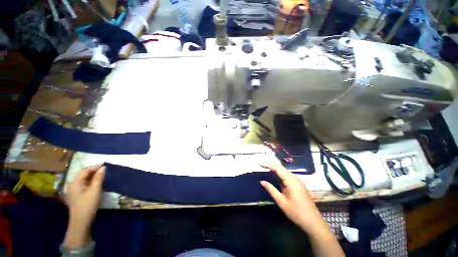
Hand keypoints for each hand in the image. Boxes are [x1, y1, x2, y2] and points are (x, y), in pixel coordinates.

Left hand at [64, 165, 104, 247]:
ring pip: (84, 179)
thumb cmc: (88, 204)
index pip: (85, 170)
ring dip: (93, 176)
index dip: (95, 167)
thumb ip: (98, 178)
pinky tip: (97, 183)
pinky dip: (91, 182)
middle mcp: (72, 185)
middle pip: (83, 174)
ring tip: (103, 175)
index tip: (106, 166)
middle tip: (105, 170)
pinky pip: (84, 184)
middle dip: (94, 171)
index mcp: (75, 182)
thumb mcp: (95, 190)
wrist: (81, 221)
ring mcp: (74, 190)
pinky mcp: (77, 195)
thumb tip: (103, 168)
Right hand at [260, 163, 324, 232]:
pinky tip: (275, 176)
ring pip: (285, 171)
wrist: (313, 222)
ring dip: (275, 169)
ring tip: (266, 168)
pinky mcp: (299, 185)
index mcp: (291, 181)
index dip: (268, 164)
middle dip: (271, 165)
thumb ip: (271, 190)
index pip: (278, 168)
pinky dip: (280, 174)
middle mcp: (295, 178)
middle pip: (281, 168)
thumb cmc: (296, 213)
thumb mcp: (281, 202)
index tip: (260, 164)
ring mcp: (298, 181)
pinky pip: (288, 176)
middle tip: (261, 165)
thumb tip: (262, 181)